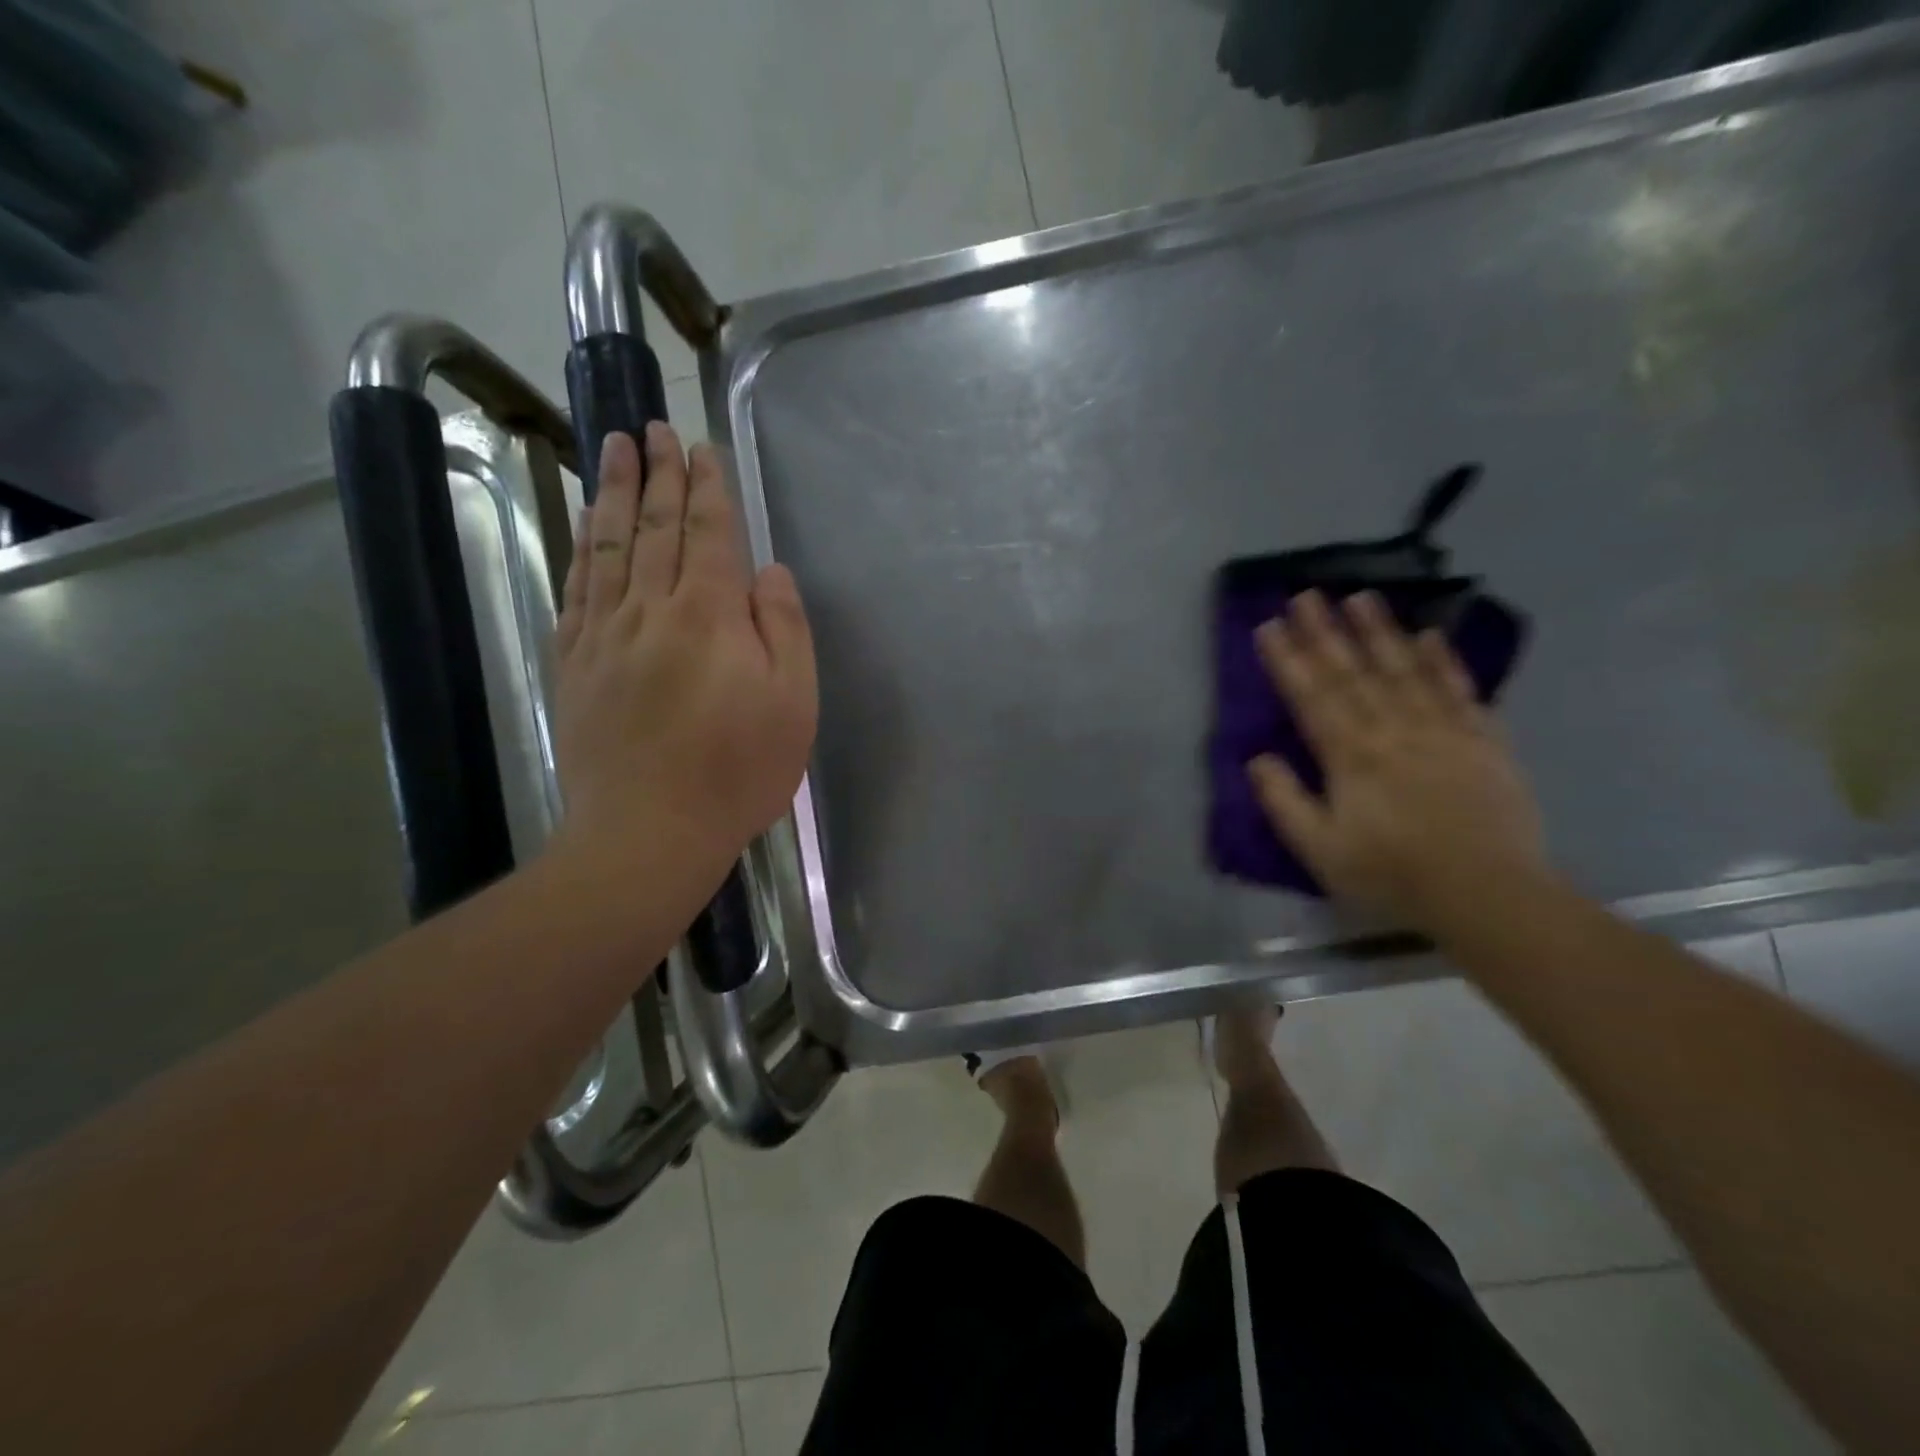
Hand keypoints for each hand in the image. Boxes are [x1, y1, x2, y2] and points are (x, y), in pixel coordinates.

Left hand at [552, 426, 816, 878]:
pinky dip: (582, 550)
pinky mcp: (575, 665)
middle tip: (655, 428)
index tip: (702, 448)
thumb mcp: (793, 703)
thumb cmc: (737, 771)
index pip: (707, 533)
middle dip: (659, 474)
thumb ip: (784, 629)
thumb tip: (768, 572)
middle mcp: (649, 609)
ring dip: (614, 494)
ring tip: (614, 449)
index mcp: (708, 615)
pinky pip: (577, 590)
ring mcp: (604, 636)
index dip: (707, 487)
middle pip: (654, 527)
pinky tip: (585, 528)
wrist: (649, 832)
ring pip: (608, 547)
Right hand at [1248, 590, 1545, 929]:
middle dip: (1325, 632)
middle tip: (1306, 594)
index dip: (1288, 660)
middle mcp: (1393, 730)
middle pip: (1353, 673)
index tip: (1269, 626)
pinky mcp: (1483, 740)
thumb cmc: (1392, 874)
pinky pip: (1459, 690)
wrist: (1487, 894)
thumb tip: (1257, 758)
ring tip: (1361, 596)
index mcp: (1350, 756)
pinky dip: (1444, 661)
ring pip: (1404, 670)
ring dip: (1379, 632)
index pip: (1311, 697)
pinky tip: (1429, 635)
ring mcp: (1442, 730)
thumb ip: (1284, 800)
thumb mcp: (1319, 849)